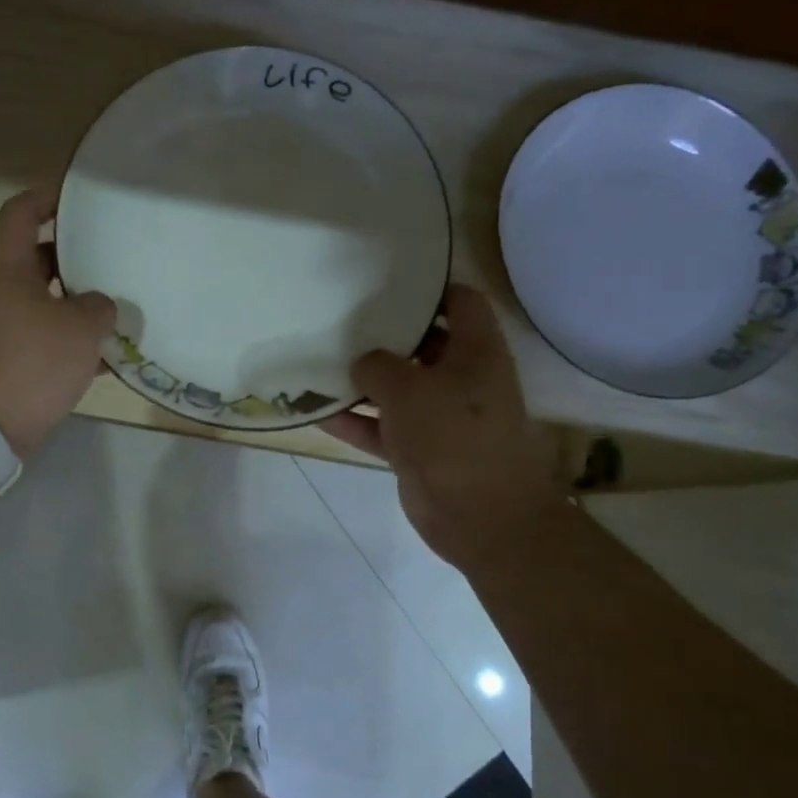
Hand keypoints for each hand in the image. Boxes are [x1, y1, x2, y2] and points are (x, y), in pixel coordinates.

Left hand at [0, 190, 117, 459]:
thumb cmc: (29, 362)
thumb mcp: (78, 328)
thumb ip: (98, 306)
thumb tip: (99, 307)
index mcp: (6, 269)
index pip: (20, 214)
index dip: (48, 196)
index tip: (80, 196)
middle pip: (38, 260)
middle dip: (77, 258)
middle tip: (115, 256)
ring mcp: (1, 331)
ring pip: (46, 304)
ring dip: (79, 306)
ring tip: (120, 308)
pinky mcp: (8, 364)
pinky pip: (46, 342)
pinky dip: (73, 345)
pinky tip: (107, 358)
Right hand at [326, 283, 560, 568]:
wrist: (481, 516)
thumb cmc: (453, 436)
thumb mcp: (408, 389)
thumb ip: (378, 366)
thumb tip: (362, 362)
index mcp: (476, 351)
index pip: (460, 302)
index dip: (430, 287)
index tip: (387, 280)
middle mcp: (460, 378)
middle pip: (421, 345)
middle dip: (384, 334)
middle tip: (341, 317)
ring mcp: (438, 417)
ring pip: (396, 389)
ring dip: (362, 381)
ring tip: (320, 359)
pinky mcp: (418, 450)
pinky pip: (380, 428)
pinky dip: (354, 421)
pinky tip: (316, 411)